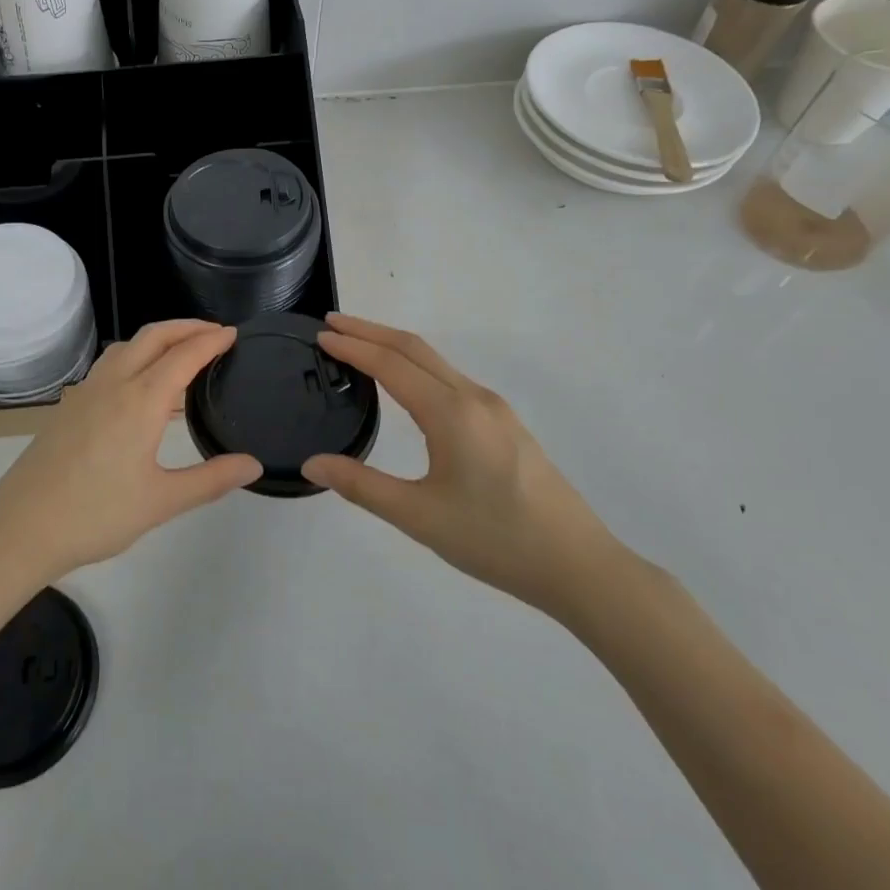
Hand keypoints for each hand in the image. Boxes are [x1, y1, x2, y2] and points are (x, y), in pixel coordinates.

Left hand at [0, 320, 262, 585]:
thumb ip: (211, 479)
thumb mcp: (162, 502)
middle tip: (214, 332)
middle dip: (186, 326)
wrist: (21, 527)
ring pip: (127, 346)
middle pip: (153, 337)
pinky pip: (109, 364)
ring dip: (158, 338)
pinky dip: (135, 355)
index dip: (211, 341)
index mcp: (140, 400)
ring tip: (181, 351)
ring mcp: (86, 392)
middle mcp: (113, 384)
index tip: (233, 333)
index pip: (184, 356)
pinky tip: (139, 383)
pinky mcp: (69, 405)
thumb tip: (253, 465)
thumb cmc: (96, 514)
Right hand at [300, 314, 616, 619]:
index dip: (353, 347)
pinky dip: (417, 366)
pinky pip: (451, 379)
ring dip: (394, 347)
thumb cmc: (494, 539)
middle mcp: (473, 398)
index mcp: (451, 412)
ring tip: (360, 347)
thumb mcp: (418, 516)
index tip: (320, 335)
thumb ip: (361, 486)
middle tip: (332, 324)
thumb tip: (311, 464)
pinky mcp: (505, 424)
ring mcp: (494, 409)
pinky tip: (406, 384)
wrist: (578, 565)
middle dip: (371, 331)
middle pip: (414, 349)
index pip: (391, 364)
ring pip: (436, 362)